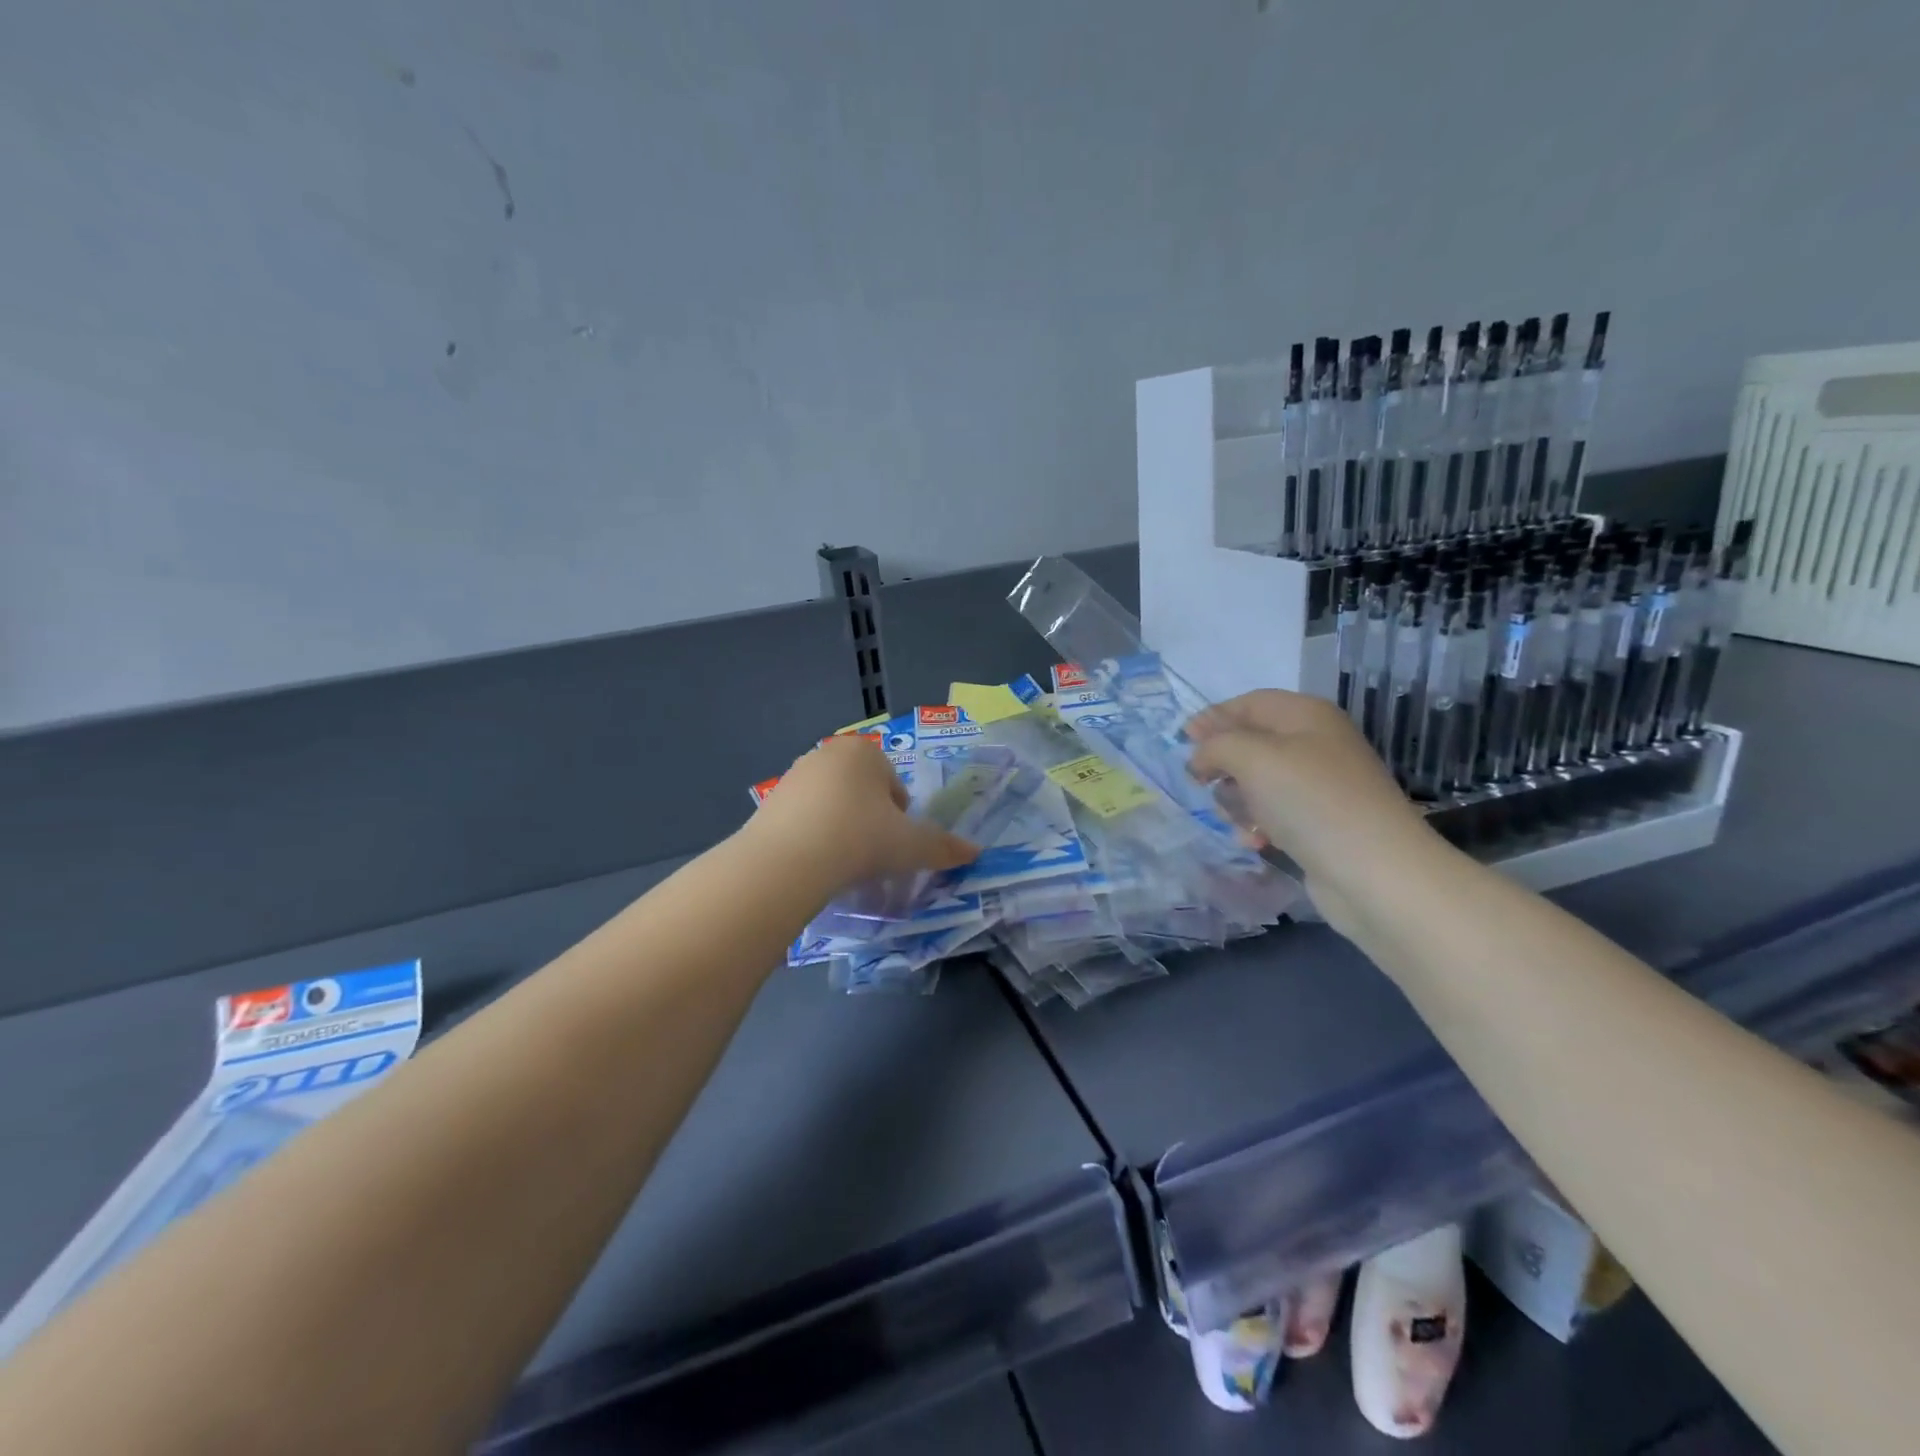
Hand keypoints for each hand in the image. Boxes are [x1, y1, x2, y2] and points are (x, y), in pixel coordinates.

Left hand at [745, 735, 979, 893]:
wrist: (787, 861)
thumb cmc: (860, 839)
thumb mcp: (911, 846)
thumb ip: (943, 847)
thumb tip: (975, 852)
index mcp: (864, 752)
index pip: (894, 784)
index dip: (900, 817)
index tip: (894, 844)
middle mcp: (827, 754)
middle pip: (862, 792)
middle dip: (869, 821)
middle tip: (871, 855)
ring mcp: (794, 777)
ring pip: (832, 806)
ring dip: (841, 829)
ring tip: (842, 864)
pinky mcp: (768, 803)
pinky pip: (803, 820)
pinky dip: (812, 838)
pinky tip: (814, 864)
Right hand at [1187, 690, 1440, 936]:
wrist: (1375, 873)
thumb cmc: (1311, 801)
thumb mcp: (1253, 757)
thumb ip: (1216, 745)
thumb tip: (1200, 757)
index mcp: (1306, 716)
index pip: (1249, 703)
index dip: (1213, 718)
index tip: (1182, 741)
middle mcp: (1314, 745)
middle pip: (1250, 744)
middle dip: (1223, 765)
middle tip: (1204, 784)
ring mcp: (1318, 787)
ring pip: (1256, 783)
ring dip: (1236, 802)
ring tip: (1238, 820)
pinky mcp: (1318, 824)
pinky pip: (1272, 815)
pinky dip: (1257, 826)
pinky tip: (1255, 843)